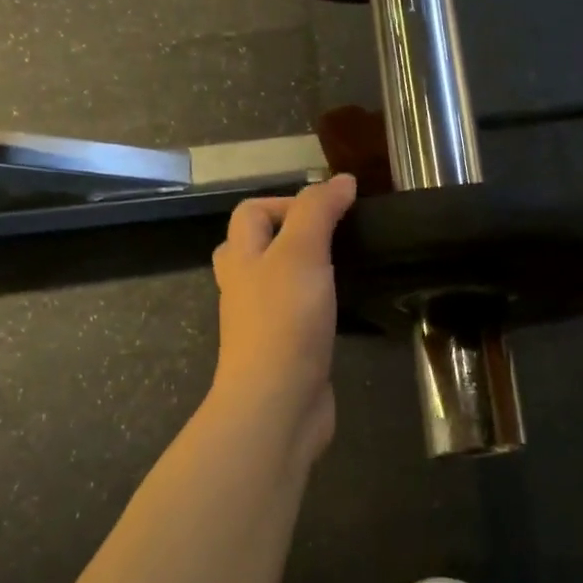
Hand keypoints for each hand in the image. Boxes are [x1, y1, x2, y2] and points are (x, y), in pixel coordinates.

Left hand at [209, 174, 357, 462]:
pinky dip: (314, 305)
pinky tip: (341, 307)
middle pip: (253, 247)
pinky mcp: (284, 351)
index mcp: (242, 259)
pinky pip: (295, 317)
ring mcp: (261, 323)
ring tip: (340, 266)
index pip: (250, 213)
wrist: (278, 403)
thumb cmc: (285, 321)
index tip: (332, 209)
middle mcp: (244, 288)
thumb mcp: (301, 253)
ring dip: (302, 270)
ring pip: (274, 284)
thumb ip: (318, 213)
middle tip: (331, 237)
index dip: (287, 201)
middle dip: (288, 234)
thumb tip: (340, 180)